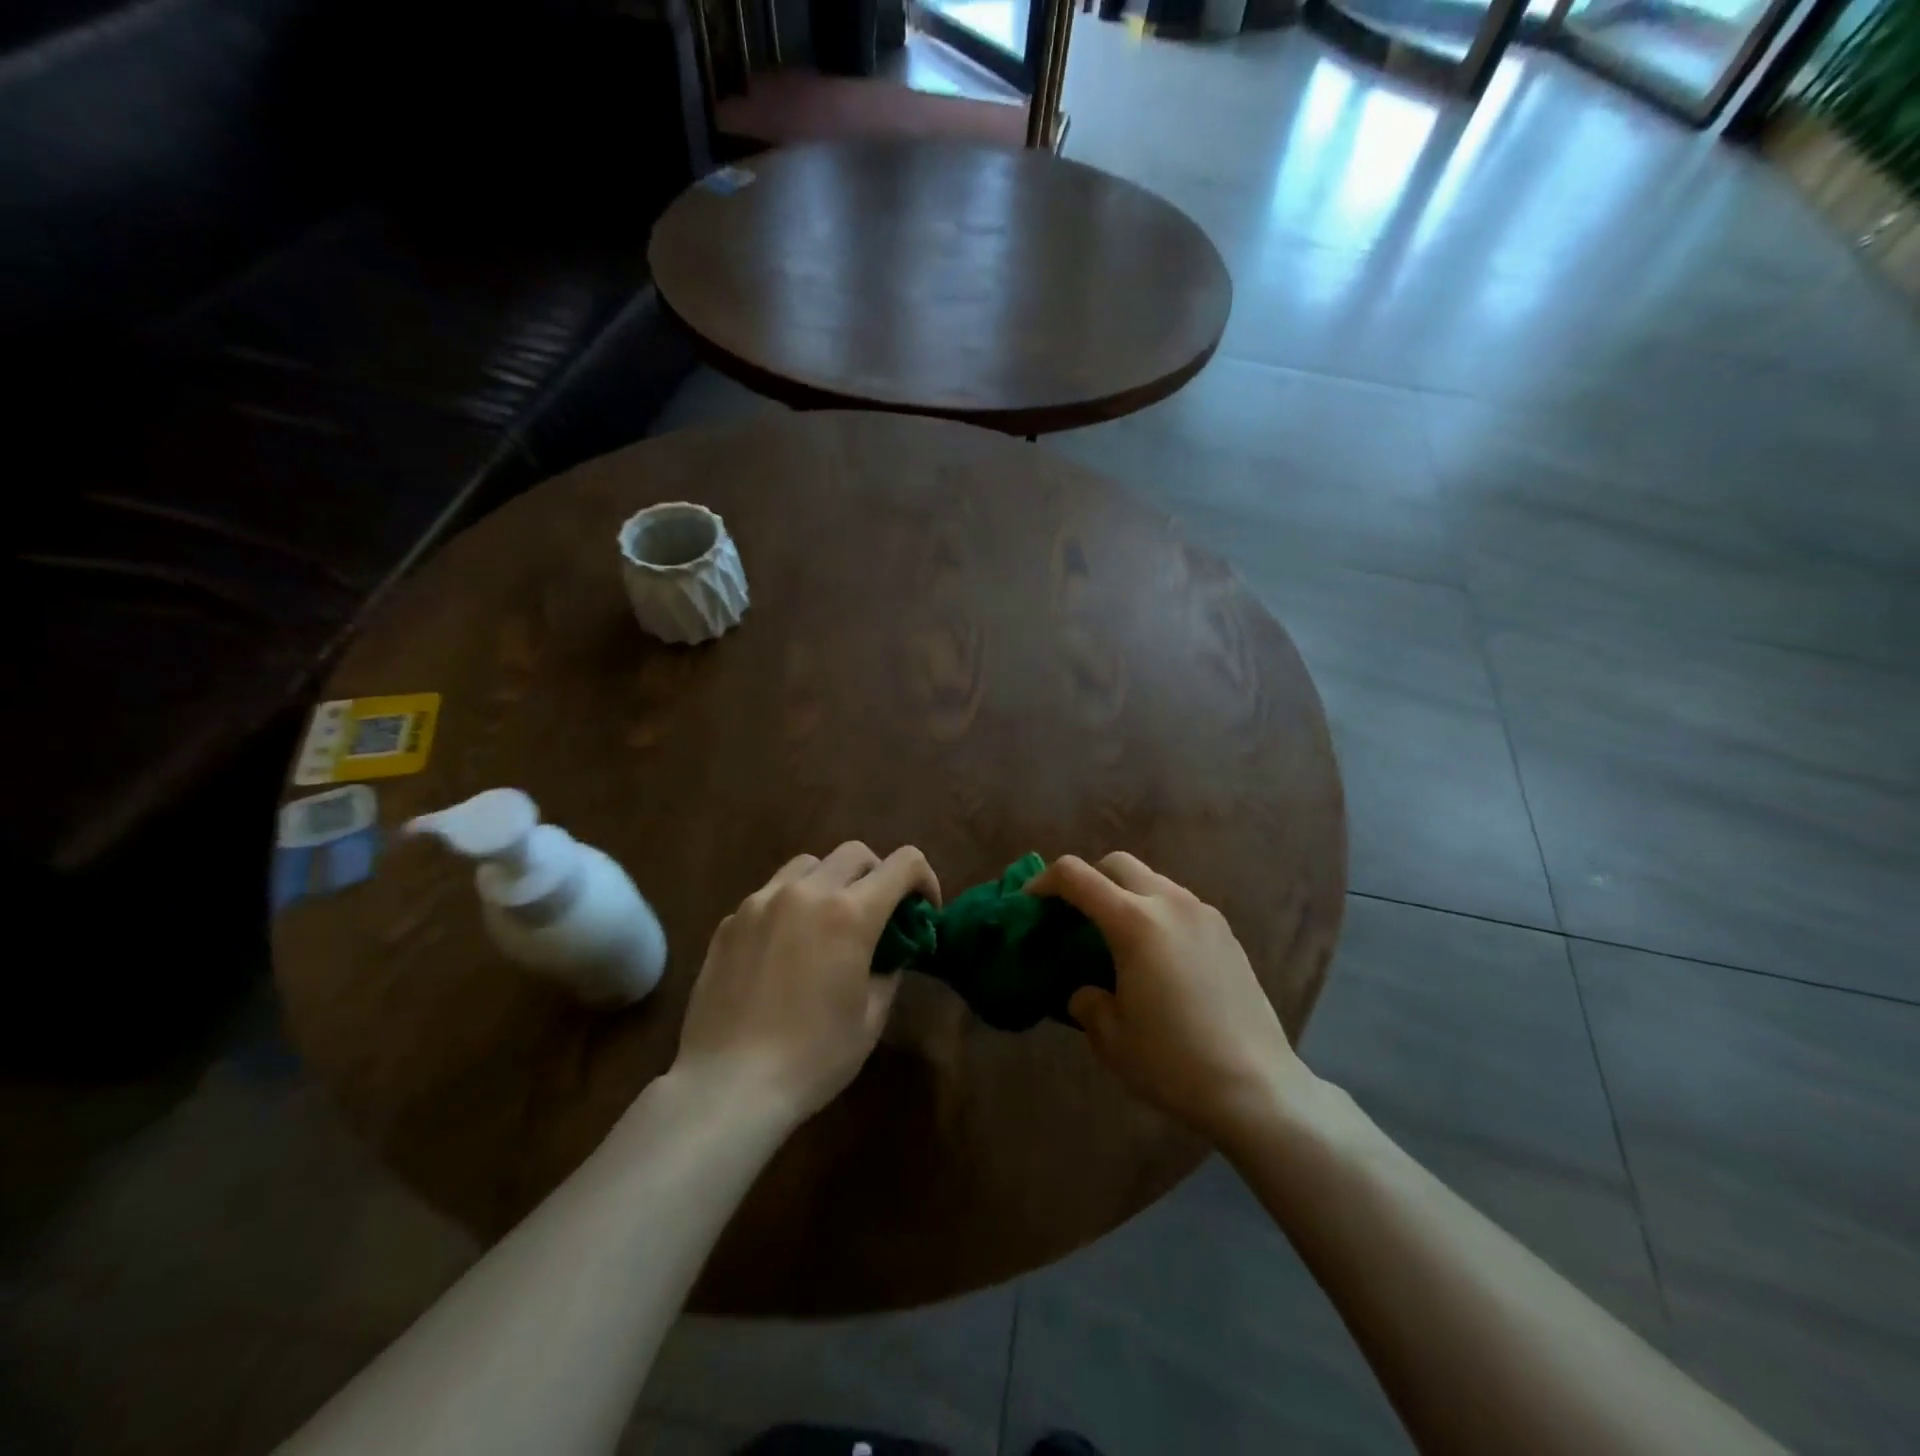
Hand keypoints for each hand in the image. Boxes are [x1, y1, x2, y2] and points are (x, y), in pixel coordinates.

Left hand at [673, 842, 939, 1124]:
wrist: (729, 1084)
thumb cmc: (813, 1057)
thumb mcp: (871, 1017)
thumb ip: (889, 969)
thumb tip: (892, 950)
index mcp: (850, 913)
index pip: (904, 863)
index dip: (924, 879)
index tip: (923, 909)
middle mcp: (806, 893)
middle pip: (855, 853)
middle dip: (877, 875)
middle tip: (878, 913)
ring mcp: (761, 902)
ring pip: (808, 865)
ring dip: (831, 881)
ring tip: (828, 922)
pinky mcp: (730, 921)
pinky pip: (770, 894)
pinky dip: (790, 906)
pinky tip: (784, 949)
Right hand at [1028, 852, 1318, 1149]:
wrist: (1257, 1088)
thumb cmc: (1174, 1063)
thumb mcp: (1111, 1038)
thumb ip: (1087, 1002)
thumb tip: (1088, 991)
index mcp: (1134, 922)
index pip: (1076, 876)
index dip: (1044, 881)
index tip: (1030, 903)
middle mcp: (1170, 903)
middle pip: (1116, 863)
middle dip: (1087, 879)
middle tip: (1073, 916)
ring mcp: (1204, 914)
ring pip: (1151, 880)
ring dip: (1124, 894)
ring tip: (1115, 938)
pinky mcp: (1226, 933)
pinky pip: (1178, 903)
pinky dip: (1154, 911)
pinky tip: (1156, 956)